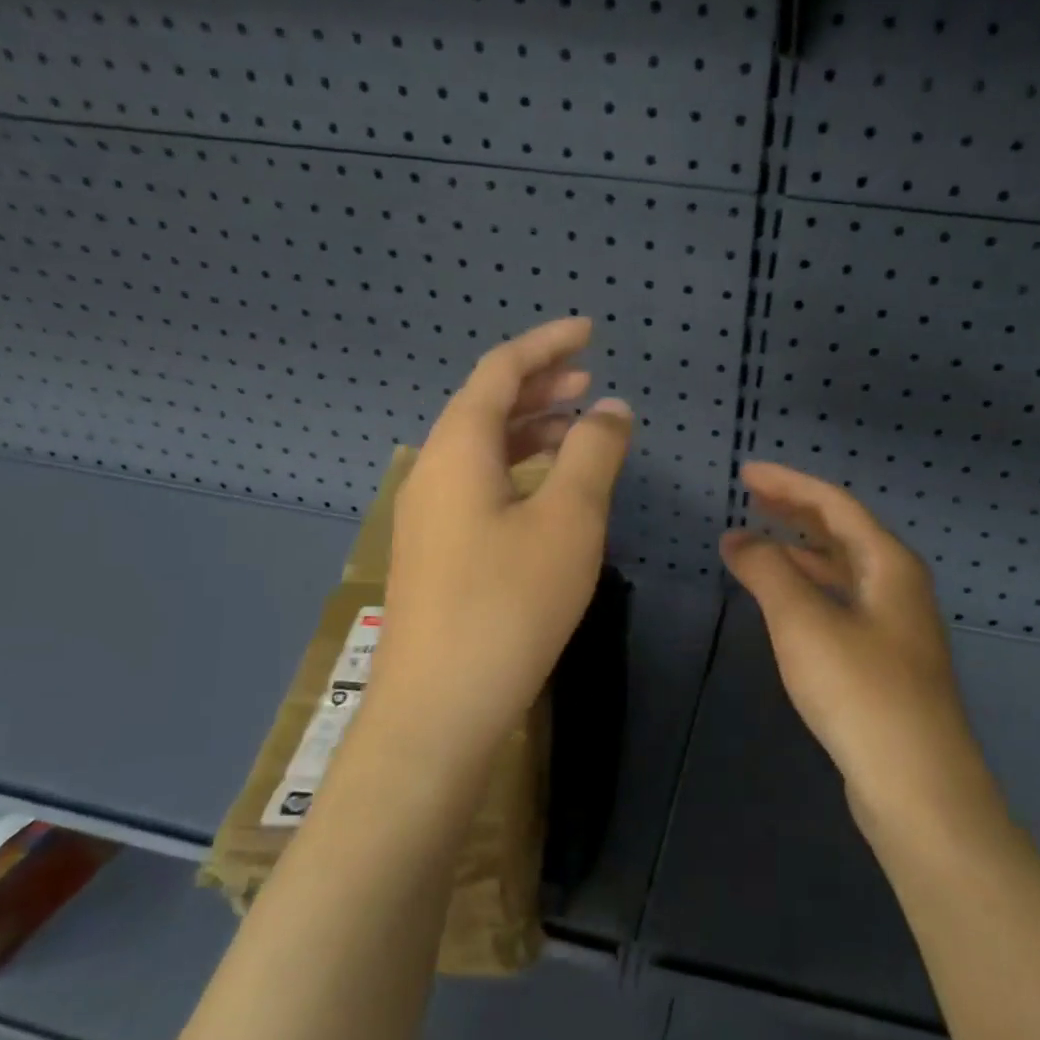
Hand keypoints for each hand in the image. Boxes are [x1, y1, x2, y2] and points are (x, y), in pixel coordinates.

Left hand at [362, 317, 632, 761]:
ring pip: (482, 450)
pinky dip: (518, 470)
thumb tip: (610, 408)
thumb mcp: (568, 521)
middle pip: (485, 406)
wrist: (440, 708)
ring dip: (529, 429)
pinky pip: (479, 487)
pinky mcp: (437, 554)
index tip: (590, 331)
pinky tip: (547, 491)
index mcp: (458, 450)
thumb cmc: (510, 604)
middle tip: (589, 381)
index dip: (546, 345)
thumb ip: (593, 454)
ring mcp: (429, 517)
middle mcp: (433, 472)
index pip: (500, 371)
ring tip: (577, 427)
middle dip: (539, 386)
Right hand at [720, 463, 991, 830]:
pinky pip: (842, 604)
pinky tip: (786, 604)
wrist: (916, 785)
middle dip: (795, 512)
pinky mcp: (885, 663)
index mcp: (889, 564)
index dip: (788, 484)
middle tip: (751, 498)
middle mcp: (899, 587)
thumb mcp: (804, 623)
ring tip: (757, 545)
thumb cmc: (860, 691)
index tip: (746, 473)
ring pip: (843, 571)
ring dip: (801, 552)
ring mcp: (896, 627)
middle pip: (843, 533)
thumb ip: (768, 572)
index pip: (834, 505)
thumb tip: (738, 539)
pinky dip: (809, 590)